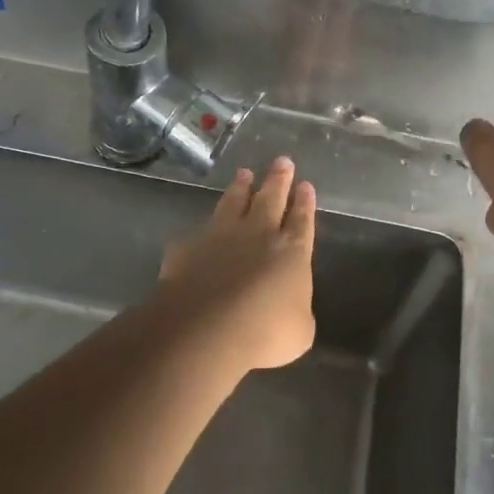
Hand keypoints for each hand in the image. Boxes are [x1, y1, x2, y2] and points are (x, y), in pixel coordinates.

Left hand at [155, 157, 317, 371]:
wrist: (206, 329)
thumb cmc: (265, 332)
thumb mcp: (298, 331)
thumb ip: (295, 309)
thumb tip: (288, 306)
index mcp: (291, 251)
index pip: (302, 220)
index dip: (305, 203)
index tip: (305, 184)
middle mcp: (258, 234)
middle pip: (271, 199)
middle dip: (278, 180)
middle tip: (282, 161)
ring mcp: (221, 236)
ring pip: (234, 202)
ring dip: (241, 188)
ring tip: (244, 174)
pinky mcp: (188, 247)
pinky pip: (199, 231)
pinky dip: (204, 228)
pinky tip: (201, 228)